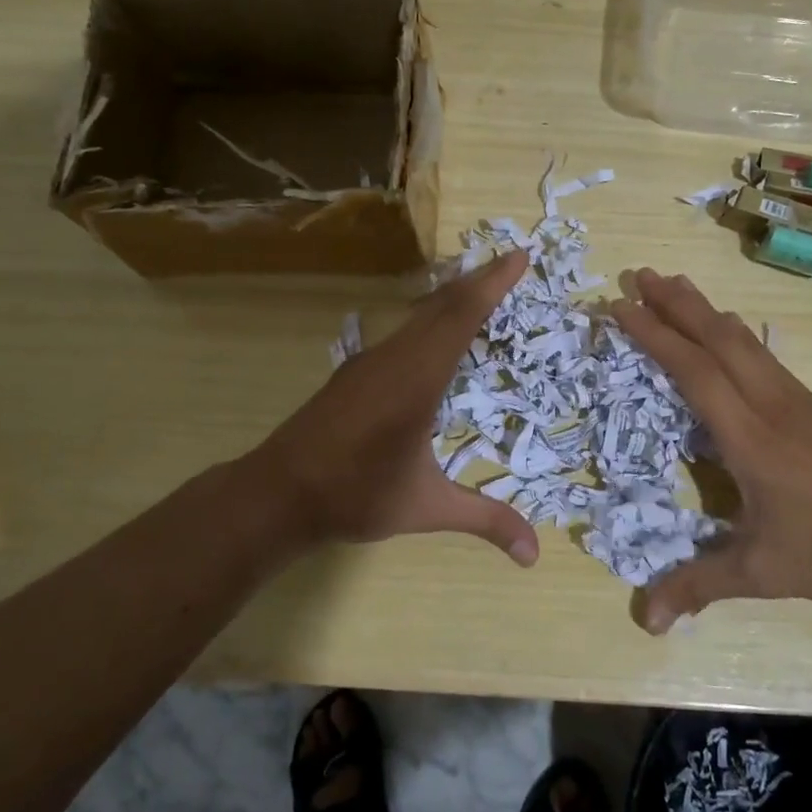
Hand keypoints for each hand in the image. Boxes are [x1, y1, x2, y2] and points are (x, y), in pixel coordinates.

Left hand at [246, 252, 539, 564]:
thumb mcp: (426, 507)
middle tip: (511, 261)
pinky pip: (402, 330)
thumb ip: (484, 520)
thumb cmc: (355, 495)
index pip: (461, 317)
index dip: (492, 283)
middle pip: (441, 305)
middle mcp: (394, 358)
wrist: (277, 493)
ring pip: (418, 314)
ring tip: (481, 286)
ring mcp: (369, 361)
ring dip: (452, 296)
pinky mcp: (354, 371)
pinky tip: (434, 332)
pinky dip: (430, 317)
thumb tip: (535, 555)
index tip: (519, 256)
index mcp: (417, 379)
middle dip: (479, 280)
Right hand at [609, 268, 811, 632]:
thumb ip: (700, 586)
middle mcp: (769, 402)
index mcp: (749, 435)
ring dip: (704, 309)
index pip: (694, 370)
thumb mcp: (762, 572)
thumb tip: (644, 622)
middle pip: (718, 336)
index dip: (655, 335)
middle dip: (675, 302)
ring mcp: (795, 398)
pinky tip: (728, 332)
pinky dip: (731, 331)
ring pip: (742, 339)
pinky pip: (761, 353)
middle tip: (640, 273)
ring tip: (675, 285)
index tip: (622, 306)